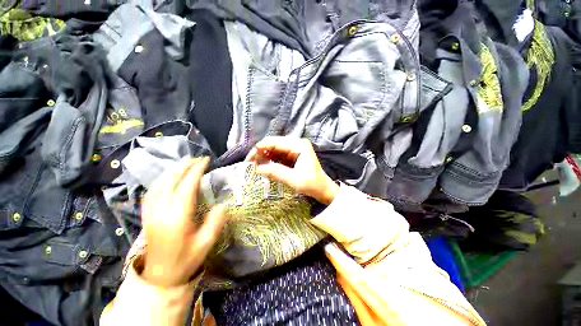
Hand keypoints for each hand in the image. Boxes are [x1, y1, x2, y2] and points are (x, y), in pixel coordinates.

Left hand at [141, 157, 226, 286]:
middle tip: (198, 159)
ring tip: (185, 164)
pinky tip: (168, 178)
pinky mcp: (147, 216)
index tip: (206, 160)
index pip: (187, 186)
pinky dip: (161, 181)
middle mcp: (162, 211)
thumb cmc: (186, 260)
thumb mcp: (206, 243)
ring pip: (159, 184)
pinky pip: (151, 192)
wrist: (160, 277)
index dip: (196, 170)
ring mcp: (151, 213)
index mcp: (178, 217)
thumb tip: (222, 204)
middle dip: (184, 166)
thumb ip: (215, 221)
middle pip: (171, 181)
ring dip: (172, 171)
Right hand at [245, 137, 338, 204]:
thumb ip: (275, 172)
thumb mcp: (293, 179)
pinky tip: (265, 166)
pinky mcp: (293, 154)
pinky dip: (271, 160)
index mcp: (299, 145)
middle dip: (261, 153)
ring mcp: (295, 148)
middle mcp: (296, 143)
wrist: (323, 189)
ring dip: (265, 156)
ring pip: (274, 149)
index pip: (274, 142)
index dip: (259, 149)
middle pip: (273, 143)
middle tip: (251, 164)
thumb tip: (256, 168)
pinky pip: (278, 154)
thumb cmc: (312, 184)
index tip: (249, 160)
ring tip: (257, 166)